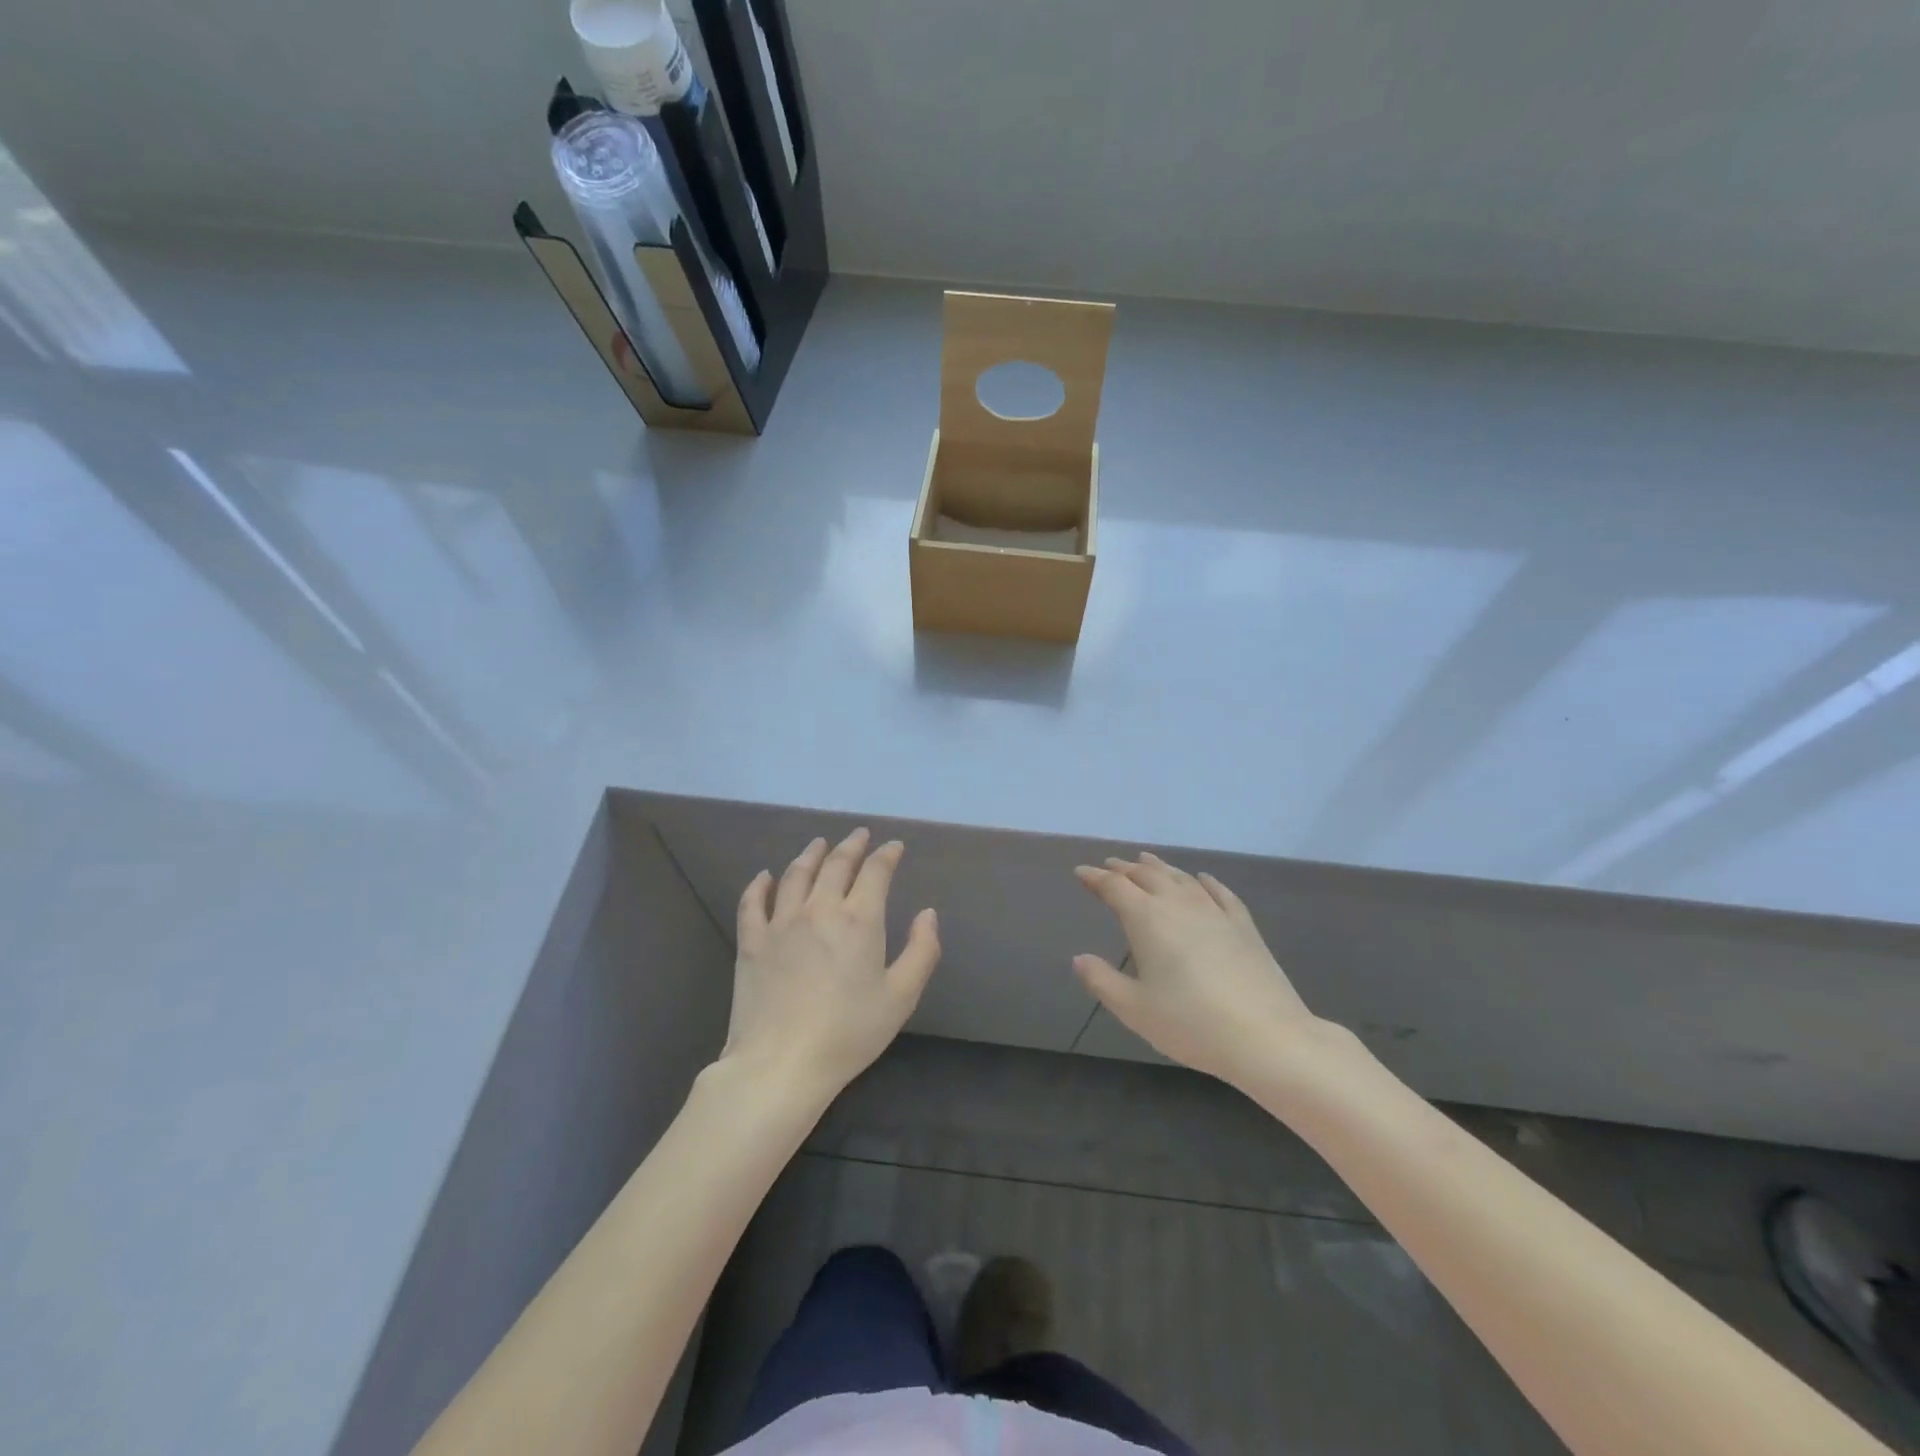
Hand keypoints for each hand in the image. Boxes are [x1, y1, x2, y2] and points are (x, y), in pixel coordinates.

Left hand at [723, 828, 939, 1101]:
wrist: (782, 1063)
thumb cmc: (849, 1032)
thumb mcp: (901, 997)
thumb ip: (922, 950)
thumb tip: (928, 913)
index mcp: (859, 919)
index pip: (875, 872)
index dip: (887, 855)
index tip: (894, 846)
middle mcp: (820, 908)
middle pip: (836, 864)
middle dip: (851, 845)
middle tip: (859, 835)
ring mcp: (780, 922)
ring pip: (795, 875)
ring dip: (810, 854)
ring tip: (818, 844)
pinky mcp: (751, 941)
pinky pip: (753, 901)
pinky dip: (760, 884)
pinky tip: (765, 876)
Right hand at [1073, 853, 1332, 1091]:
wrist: (1266, 1036)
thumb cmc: (1191, 1023)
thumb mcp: (1134, 1009)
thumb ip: (1102, 981)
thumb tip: (1079, 958)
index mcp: (1146, 919)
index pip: (1114, 887)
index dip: (1095, 878)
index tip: (1081, 872)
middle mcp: (1178, 904)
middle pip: (1147, 875)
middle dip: (1125, 868)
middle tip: (1110, 865)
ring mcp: (1214, 912)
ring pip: (1181, 878)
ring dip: (1159, 867)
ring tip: (1146, 861)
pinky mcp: (1243, 925)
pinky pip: (1220, 893)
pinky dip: (1205, 881)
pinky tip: (1203, 879)